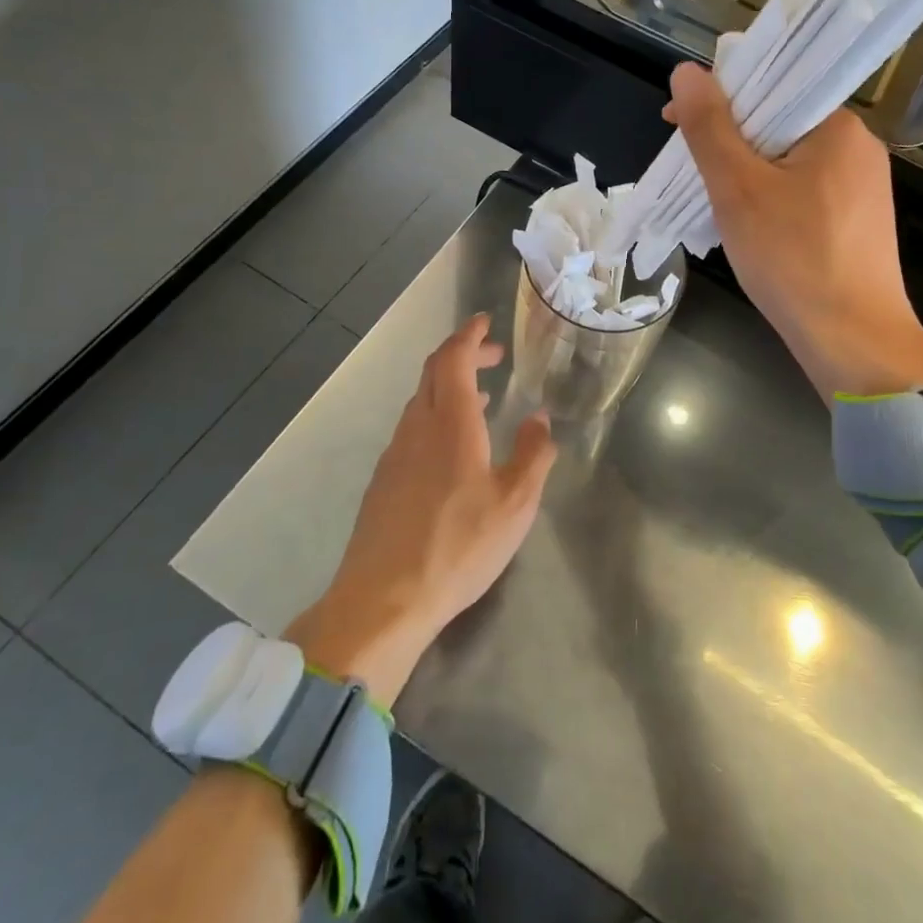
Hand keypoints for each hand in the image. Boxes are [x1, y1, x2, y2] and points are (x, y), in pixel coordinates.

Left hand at [285, 314, 556, 704]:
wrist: (384, 600)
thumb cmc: (458, 546)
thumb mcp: (515, 503)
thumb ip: (533, 455)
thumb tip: (539, 419)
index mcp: (449, 423)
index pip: (452, 359)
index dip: (468, 335)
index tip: (485, 322)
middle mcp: (417, 428)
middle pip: (433, 373)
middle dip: (462, 355)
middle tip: (493, 356)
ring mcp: (395, 454)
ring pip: (420, 401)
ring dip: (449, 387)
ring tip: (480, 398)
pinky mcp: (384, 480)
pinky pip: (412, 428)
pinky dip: (436, 415)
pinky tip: (452, 446)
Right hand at [665, 62, 922, 399]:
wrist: (852, 342)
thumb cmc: (793, 258)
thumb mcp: (738, 188)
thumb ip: (710, 127)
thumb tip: (686, 72)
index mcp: (839, 126)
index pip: (772, 86)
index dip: (720, 100)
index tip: (678, 124)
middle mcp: (859, 148)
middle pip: (778, 125)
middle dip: (730, 144)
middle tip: (692, 175)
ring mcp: (863, 189)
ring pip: (788, 163)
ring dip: (747, 176)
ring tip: (715, 206)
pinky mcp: (858, 223)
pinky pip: (804, 194)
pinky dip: (771, 201)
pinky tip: (751, 230)